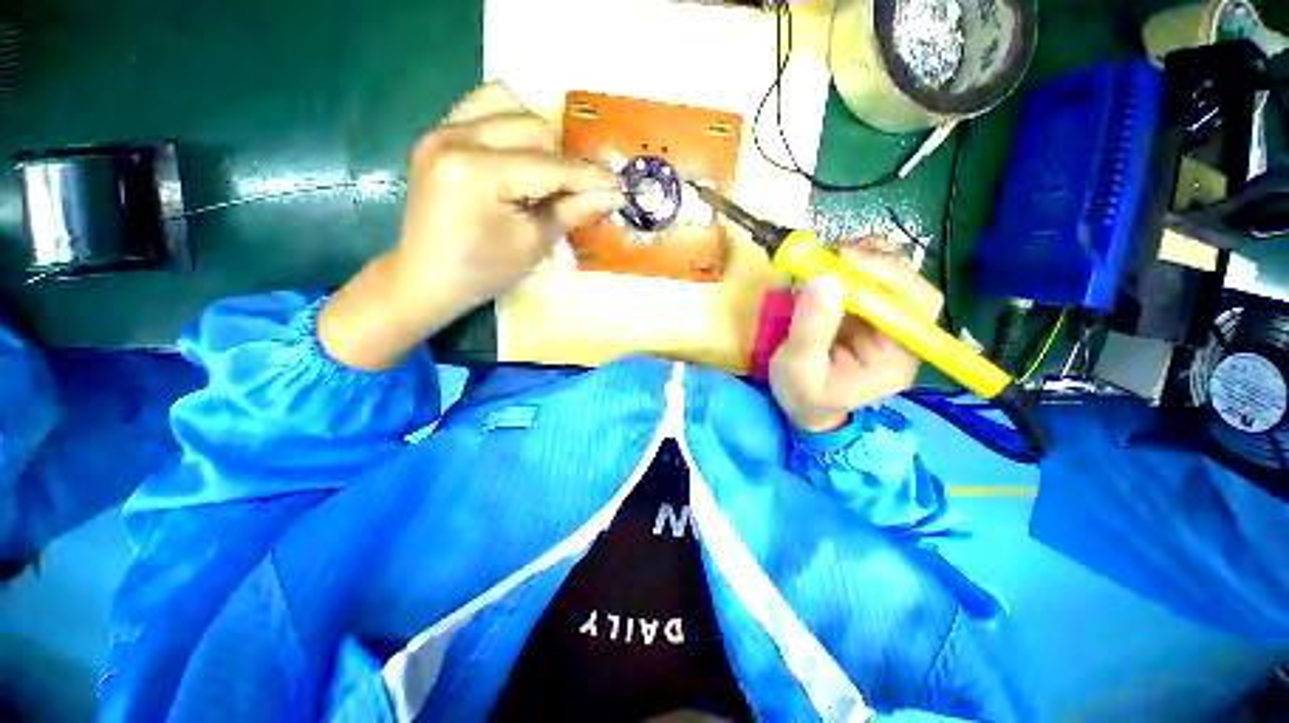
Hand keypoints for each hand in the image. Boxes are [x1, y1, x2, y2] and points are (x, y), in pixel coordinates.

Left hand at [320, 82, 624, 369]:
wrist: (425, 278)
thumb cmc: (483, 271)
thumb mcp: (534, 244)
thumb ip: (574, 211)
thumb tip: (614, 195)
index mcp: (478, 173)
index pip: (550, 166)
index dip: (589, 178)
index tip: (619, 186)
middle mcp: (456, 137)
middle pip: (533, 128)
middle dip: (563, 161)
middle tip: (574, 193)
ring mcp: (441, 130)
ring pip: (508, 105)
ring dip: (537, 136)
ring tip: (543, 172)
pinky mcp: (436, 133)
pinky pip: (481, 106)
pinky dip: (508, 122)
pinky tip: (517, 152)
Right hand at [769, 241, 944, 432]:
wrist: (800, 405)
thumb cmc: (802, 395)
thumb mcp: (799, 367)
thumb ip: (812, 328)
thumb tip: (824, 278)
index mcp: (896, 359)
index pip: (915, 307)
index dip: (889, 276)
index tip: (845, 258)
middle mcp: (898, 337)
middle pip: (906, 286)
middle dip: (872, 263)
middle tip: (832, 253)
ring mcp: (880, 323)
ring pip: (887, 277)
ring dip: (859, 261)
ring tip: (825, 259)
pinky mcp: (862, 314)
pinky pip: (863, 282)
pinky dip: (844, 268)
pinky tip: (823, 270)